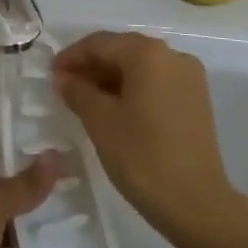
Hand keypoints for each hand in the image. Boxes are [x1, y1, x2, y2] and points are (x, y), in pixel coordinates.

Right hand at [53, 31, 236, 241]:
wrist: (197, 203)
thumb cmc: (142, 157)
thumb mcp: (100, 121)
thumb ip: (77, 91)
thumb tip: (64, 77)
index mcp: (148, 54)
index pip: (100, 43)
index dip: (72, 57)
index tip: (51, 74)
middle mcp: (172, 55)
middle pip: (122, 51)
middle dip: (92, 66)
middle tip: (65, 87)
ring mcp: (189, 77)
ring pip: (140, 67)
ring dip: (111, 78)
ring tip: (85, 100)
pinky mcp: (196, 99)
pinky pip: (156, 82)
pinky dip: (133, 89)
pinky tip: (115, 109)